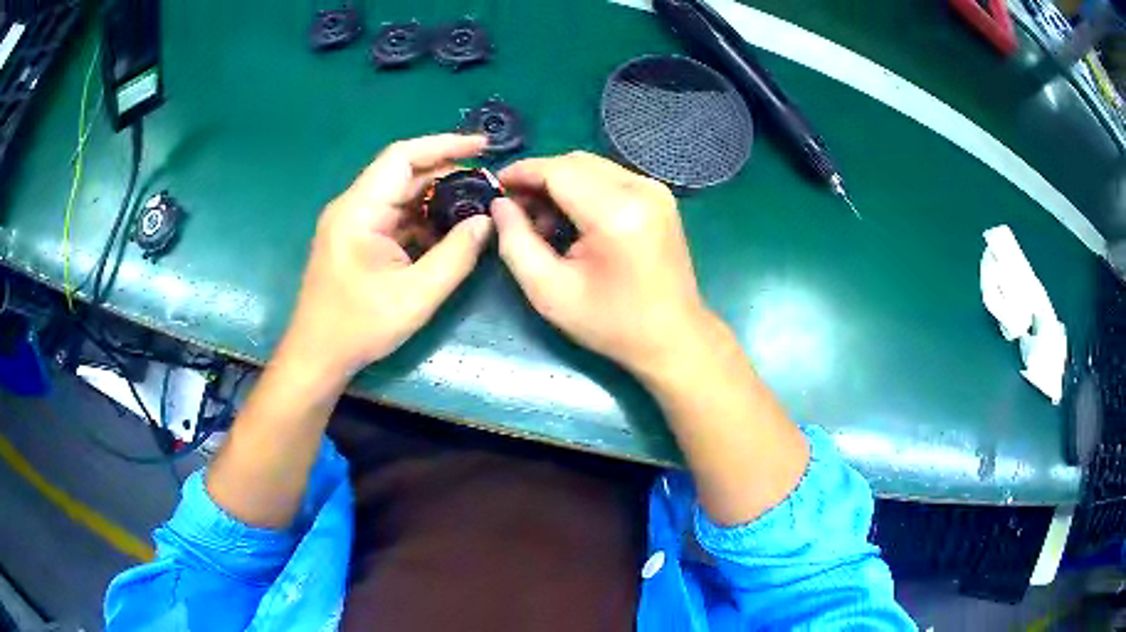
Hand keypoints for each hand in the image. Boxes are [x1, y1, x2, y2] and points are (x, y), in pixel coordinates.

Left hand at [280, 134, 491, 380]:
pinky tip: (447, 232)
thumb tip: (486, 222)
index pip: (403, 156)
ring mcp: (352, 222)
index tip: (483, 147)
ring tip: (475, 207)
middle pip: (403, 173)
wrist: (317, 356)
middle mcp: (353, 206)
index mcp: (359, 210)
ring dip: (436, 198)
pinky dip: (422, 219)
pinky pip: (393, 216)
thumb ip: (456, 255)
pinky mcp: (356, 238)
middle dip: (447, 173)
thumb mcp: (416, 296)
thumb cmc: (359, 327)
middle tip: (488, 184)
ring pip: (400, 194)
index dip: (445, 145)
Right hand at [492, 152, 709, 377]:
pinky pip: (609, 177)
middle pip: (574, 162)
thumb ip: (515, 242)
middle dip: (538, 179)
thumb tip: (499, 204)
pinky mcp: (659, 197)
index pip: (557, 170)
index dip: (521, 173)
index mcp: (616, 212)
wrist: (673, 337)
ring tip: (542, 223)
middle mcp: (641, 189)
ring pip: (591, 166)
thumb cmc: (611, 323)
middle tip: (515, 212)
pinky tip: (572, 221)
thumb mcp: (549, 291)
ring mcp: (655, 190)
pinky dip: (583, 190)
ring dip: (560, 184)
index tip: (494, 188)